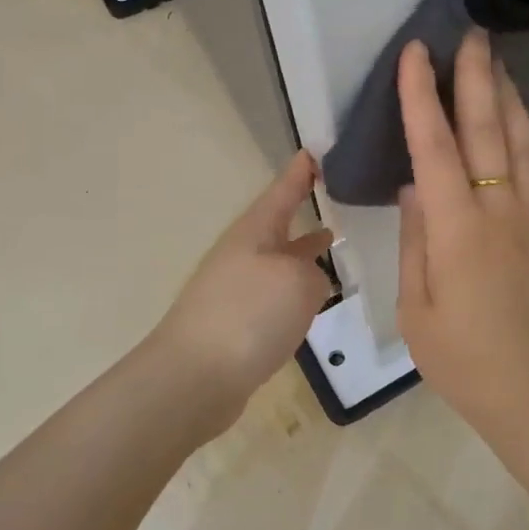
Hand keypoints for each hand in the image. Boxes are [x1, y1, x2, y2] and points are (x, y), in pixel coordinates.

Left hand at [153, 151, 334, 422]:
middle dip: (302, 209)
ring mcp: (238, 290)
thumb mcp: (298, 282)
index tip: (314, 151)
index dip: (300, 173)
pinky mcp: (238, 324)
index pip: (282, 192)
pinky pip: (276, 294)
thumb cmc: (249, 315)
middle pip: (278, 224)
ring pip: (279, 260)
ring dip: (303, 250)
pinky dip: (297, 288)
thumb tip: (309, 281)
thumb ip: (313, 272)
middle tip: (332, 192)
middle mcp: (244, 255)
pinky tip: (314, 299)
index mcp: (254, 233)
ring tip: (333, 241)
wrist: (195, 379)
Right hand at [396, 31, 528, 426]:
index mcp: (457, 230)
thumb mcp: (416, 304)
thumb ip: (417, 237)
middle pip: (486, 129)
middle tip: (470, 30)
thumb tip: (414, 184)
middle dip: (475, 76)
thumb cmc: (459, 357)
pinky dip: (524, 131)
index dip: (423, 97)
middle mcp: (497, 210)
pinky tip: (516, 115)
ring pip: (518, 140)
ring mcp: (527, 216)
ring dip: (506, 94)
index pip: (435, 148)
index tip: (417, 52)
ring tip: (496, 57)